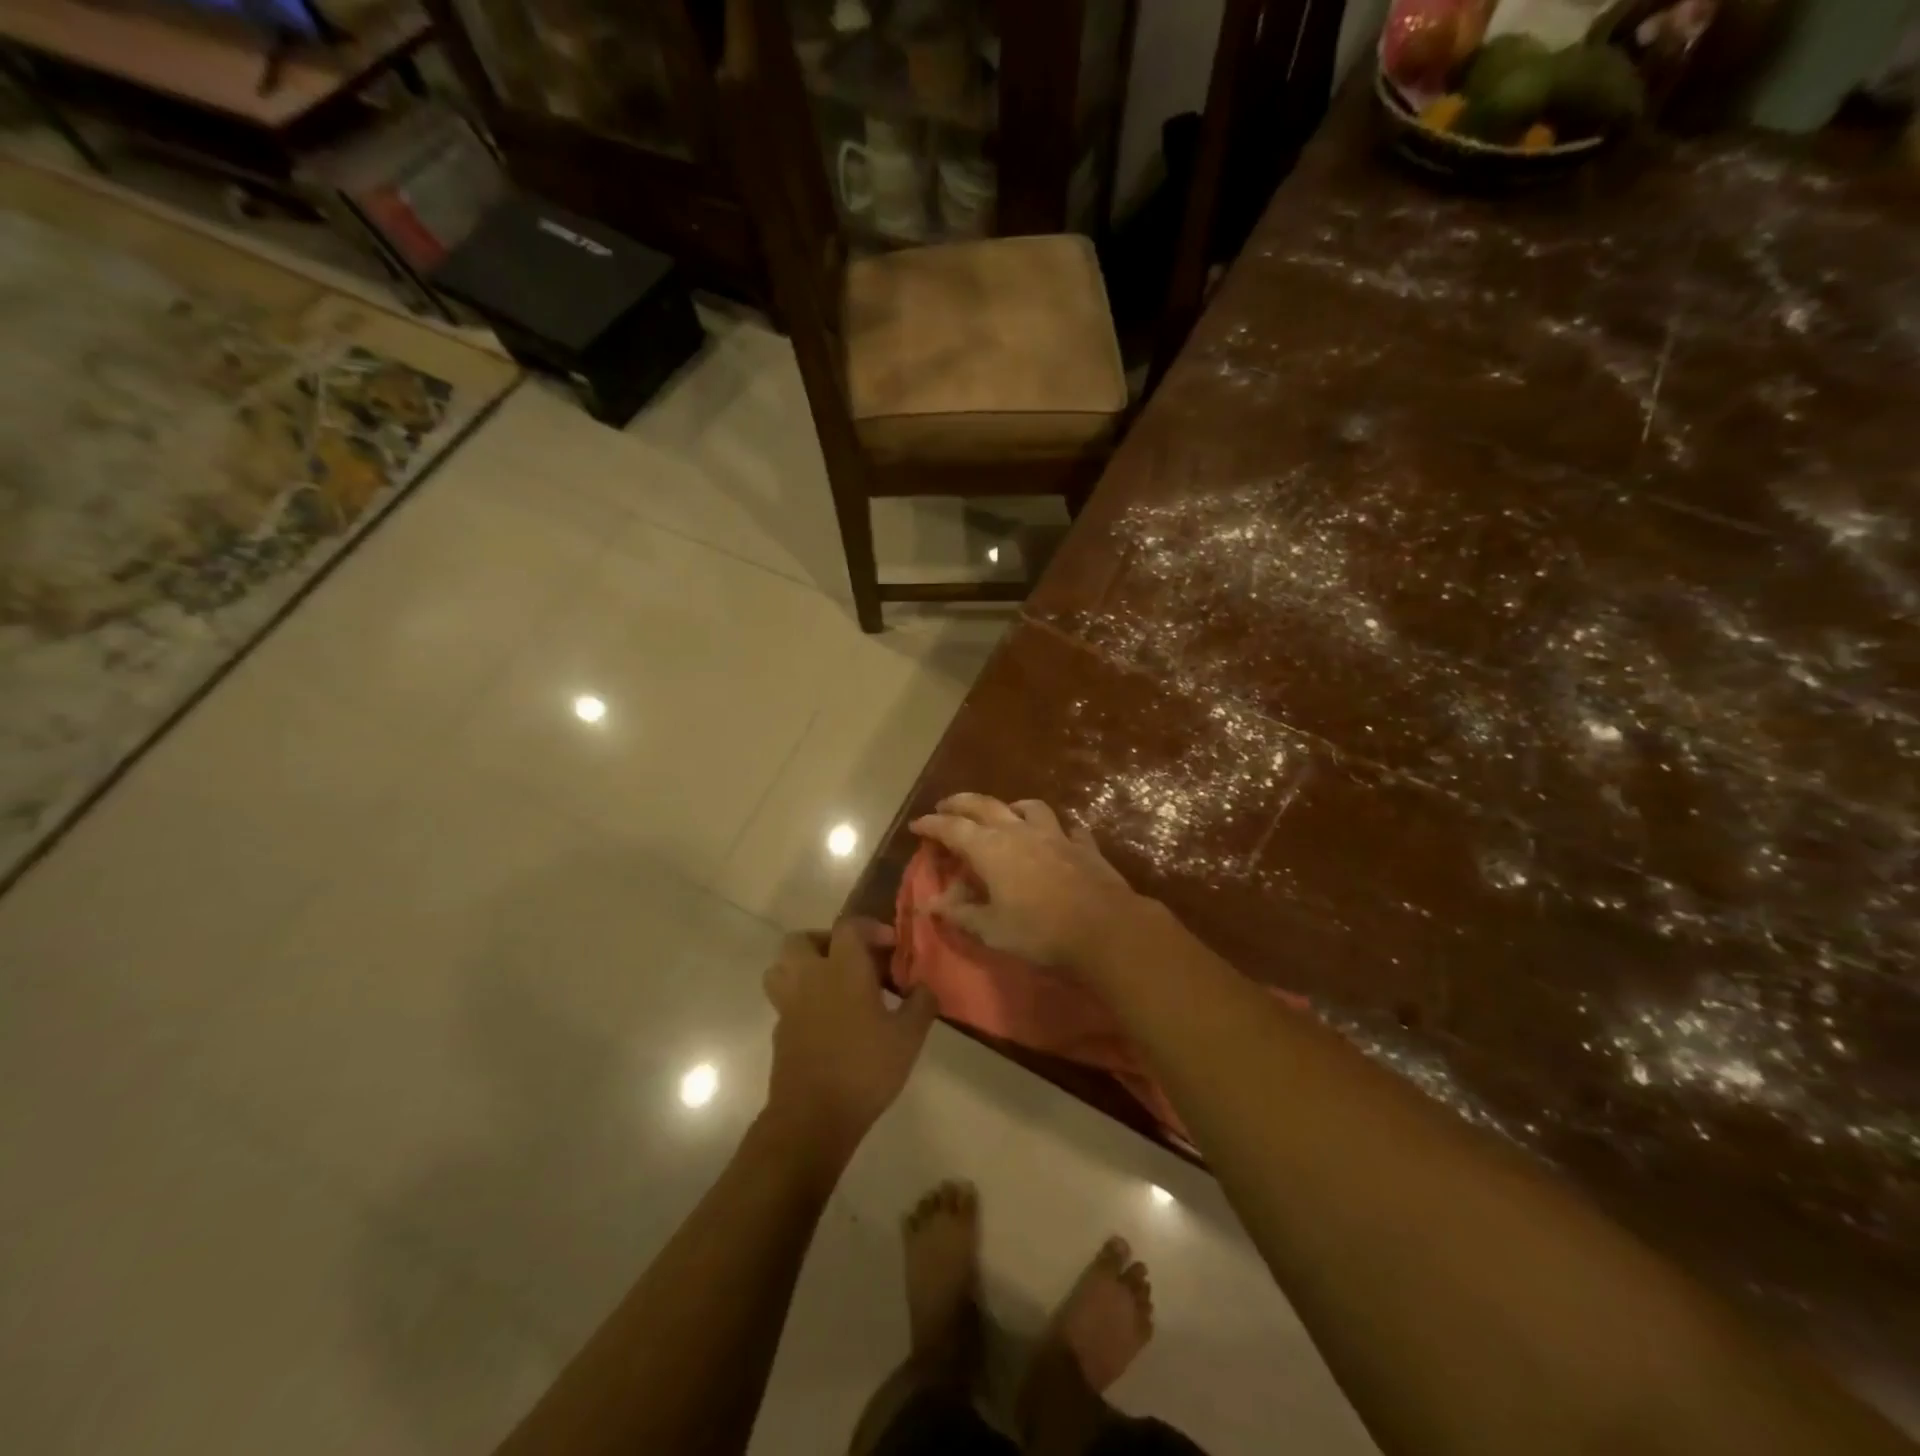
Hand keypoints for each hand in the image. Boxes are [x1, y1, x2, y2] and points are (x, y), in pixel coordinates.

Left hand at [763, 919, 937, 1164]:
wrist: (812, 1119)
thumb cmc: (864, 1069)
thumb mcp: (908, 1038)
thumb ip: (921, 1005)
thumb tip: (926, 987)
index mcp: (842, 969)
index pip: (849, 927)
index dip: (871, 928)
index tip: (891, 946)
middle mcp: (810, 978)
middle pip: (802, 940)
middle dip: (827, 941)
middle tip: (853, 959)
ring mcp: (789, 1005)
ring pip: (783, 967)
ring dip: (805, 966)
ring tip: (833, 984)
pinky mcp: (780, 1032)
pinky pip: (786, 1000)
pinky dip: (803, 999)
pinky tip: (828, 1020)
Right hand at [908, 794, 1144, 969]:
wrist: (1104, 927)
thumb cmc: (1039, 931)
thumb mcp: (991, 929)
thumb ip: (960, 913)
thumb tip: (929, 904)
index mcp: (990, 849)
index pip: (952, 828)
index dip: (932, 825)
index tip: (916, 824)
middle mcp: (1019, 831)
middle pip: (984, 806)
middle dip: (961, 803)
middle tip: (946, 805)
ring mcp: (1055, 835)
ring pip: (1029, 808)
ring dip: (1010, 807)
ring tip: (1005, 813)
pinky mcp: (1084, 846)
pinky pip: (1068, 829)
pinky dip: (1057, 830)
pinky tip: (1060, 837)